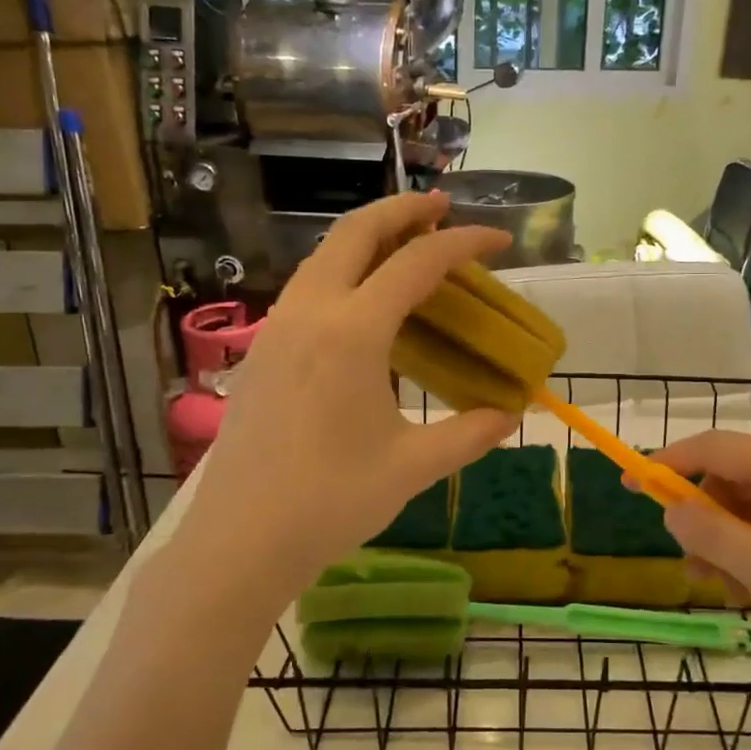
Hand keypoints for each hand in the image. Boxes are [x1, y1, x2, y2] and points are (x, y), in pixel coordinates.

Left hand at [176, 193, 518, 616]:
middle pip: (357, 232)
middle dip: (405, 210)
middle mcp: (311, 312)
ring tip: (408, 246)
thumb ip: (469, 434)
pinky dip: (344, 270)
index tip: (500, 239)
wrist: (240, 540)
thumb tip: (510, 416)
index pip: (418, 263)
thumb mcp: (413, 466)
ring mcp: (277, 327)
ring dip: (369, 237)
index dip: (464, 243)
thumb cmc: (331, 501)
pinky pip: (308, 286)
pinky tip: (364, 303)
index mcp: (353, 331)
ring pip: (325, 255)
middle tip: (444, 208)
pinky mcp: (262, 350)